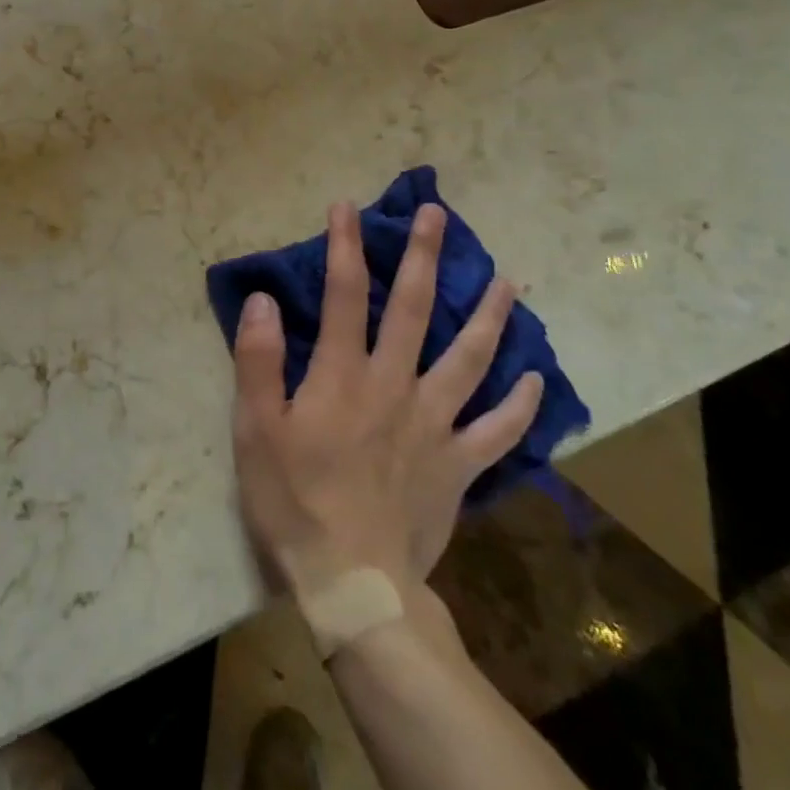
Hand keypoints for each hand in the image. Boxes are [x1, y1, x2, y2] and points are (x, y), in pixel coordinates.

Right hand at [231, 203, 544, 600]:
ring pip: (469, 358)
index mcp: (343, 375)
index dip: (345, 246)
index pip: (344, 295)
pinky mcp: (459, 465)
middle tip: (437, 215)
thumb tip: (263, 299)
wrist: (353, 583)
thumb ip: (259, 360)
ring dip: (489, 315)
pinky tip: (533, 379)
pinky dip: (519, 404)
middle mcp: (395, 385)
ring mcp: (435, 424)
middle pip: (413, 309)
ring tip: (508, 280)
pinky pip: (498, 430)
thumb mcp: (255, 429)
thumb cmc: (294, 501)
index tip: (347, 206)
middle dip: (423, 257)